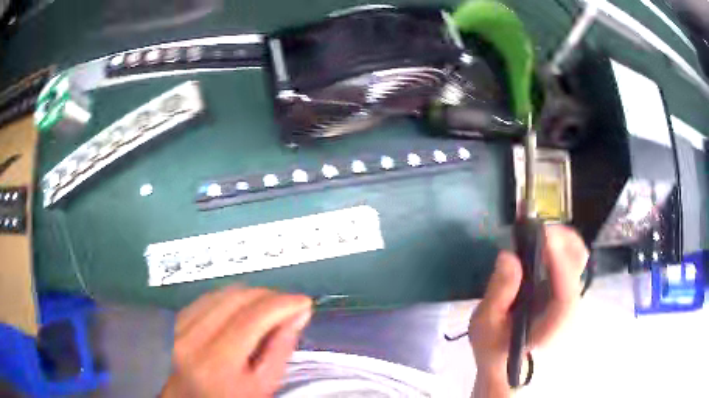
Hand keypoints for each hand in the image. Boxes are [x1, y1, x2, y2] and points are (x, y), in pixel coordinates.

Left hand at [161, 287, 311, 397]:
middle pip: (235, 298)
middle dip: (268, 296)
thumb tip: (298, 313)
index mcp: (215, 363)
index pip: (252, 317)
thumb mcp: (262, 386)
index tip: (302, 302)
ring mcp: (176, 326)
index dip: (281, 304)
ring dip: (250, 295)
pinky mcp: (173, 319)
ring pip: (220, 293)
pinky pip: (206, 297)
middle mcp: (190, 338)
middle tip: (288, 305)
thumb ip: (280, 350)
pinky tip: (243, 309)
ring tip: (268, 308)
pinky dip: (230, 298)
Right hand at [468, 225, 587, 395]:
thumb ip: (498, 294)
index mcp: (553, 324)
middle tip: (532, 227)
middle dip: (561, 237)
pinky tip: (537, 243)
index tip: (540, 233)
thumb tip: (509, 255)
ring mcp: (568, 296)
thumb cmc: (495, 350)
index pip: (566, 290)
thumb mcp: (485, 326)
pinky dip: (556, 245)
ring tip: (532, 230)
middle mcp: (569, 307)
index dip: (558, 260)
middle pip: (579, 262)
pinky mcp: (562, 290)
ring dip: (558, 237)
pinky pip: (567, 259)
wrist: (506, 365)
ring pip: (576, 256)